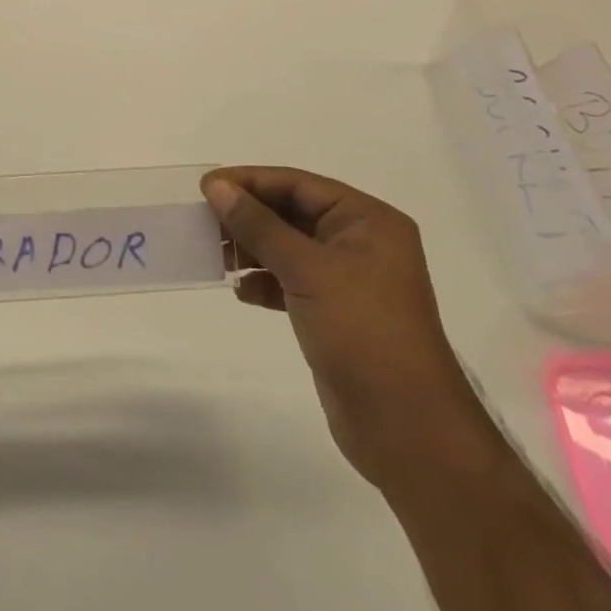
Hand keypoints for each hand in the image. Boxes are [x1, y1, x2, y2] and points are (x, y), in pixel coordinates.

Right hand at [201, 167, 489, 487]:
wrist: (407, 429)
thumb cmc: (362, 331)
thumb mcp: (307, 270)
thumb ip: (259, 225)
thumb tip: (216, 187)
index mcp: (367, 220)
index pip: (298, 184)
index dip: (250, 182)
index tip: (206, 187)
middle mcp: (360, 242)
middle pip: (292, 212)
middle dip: (248, 216)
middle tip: (203, 220)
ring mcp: (349, 280)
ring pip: (288, 247)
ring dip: (252, 248)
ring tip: (215, 255)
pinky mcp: (335, 313)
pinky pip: (291, 281)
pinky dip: (265, 282)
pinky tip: (241, 291)